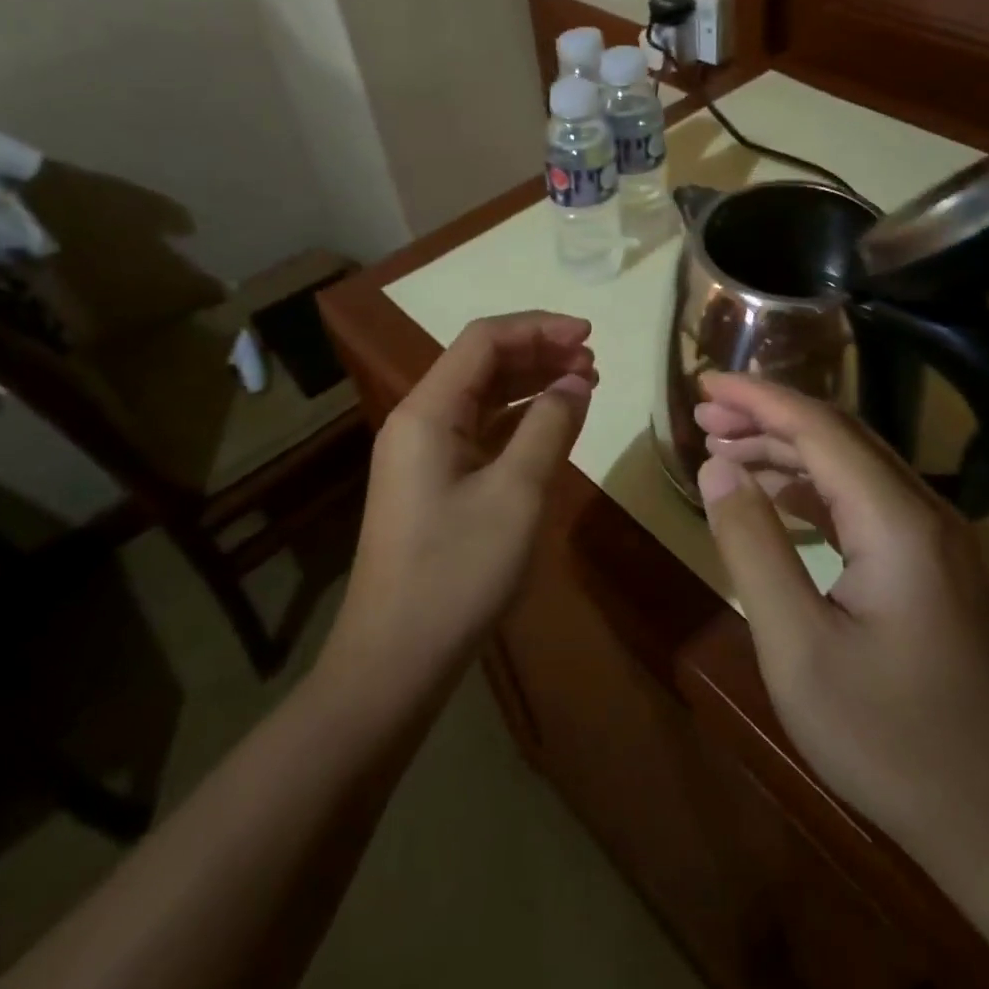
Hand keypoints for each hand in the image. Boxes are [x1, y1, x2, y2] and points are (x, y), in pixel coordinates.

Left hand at [334, 313, 596, 669]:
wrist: (395, 660)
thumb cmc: (457, 572)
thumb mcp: (516, 494)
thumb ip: (549, 427)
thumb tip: (576, 381)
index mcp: (427, 412)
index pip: (483, 341)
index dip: (538, 328)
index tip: (589, 336)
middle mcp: (419, 421)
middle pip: (481, 364)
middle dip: (539, 354)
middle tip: (593, 364)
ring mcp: (423, 454)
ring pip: (482, 397)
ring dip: (531, 384)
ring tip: (584, 385)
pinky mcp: (433, 483)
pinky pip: (479, 432)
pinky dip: (518, 420)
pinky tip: (552, 425)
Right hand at [695, 373, 988, 877]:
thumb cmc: (890, 738)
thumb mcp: (797, 647)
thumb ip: (753, 546)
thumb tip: (715, 468)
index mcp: (896, 519)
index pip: (818, 427)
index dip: (756, 397)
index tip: (702, 381)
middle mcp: (924, 511)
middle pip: (838, 436)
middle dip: (767, 416)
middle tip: (703, 413)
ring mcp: (936, 540)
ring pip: (853, 466)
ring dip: (788, 451)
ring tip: (725, 449)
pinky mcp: (934, 568)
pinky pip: (866, 503)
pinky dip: (814, 490)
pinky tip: (777, 499)